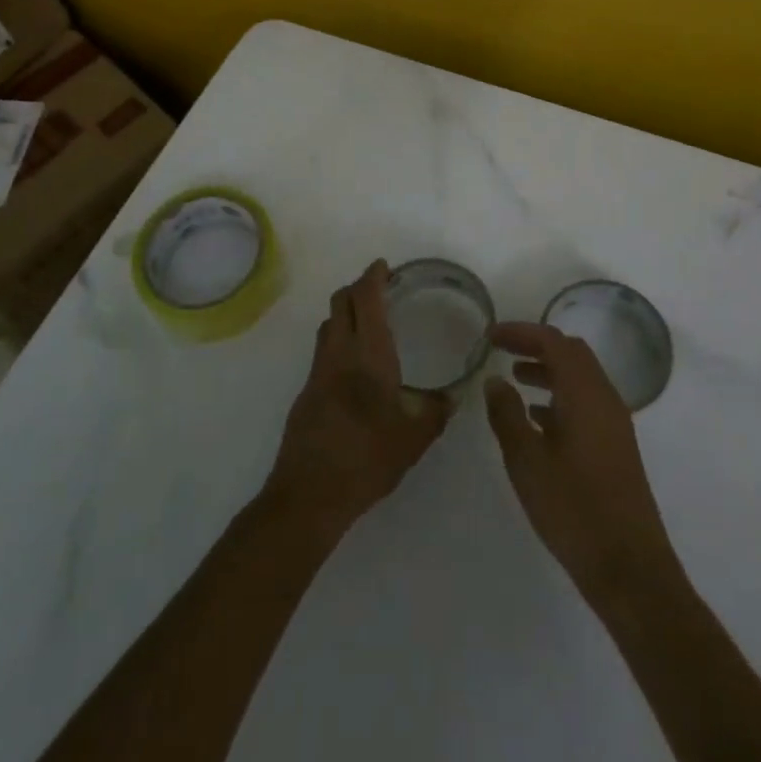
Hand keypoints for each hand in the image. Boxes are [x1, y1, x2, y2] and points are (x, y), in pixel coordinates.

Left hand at [264, 260, 450, 539]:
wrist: (309, 494)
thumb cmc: (366, 458)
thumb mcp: (414, 438)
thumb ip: (436, 411)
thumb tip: (454, 395)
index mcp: (367, 354)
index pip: (365, 299)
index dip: (373, 277)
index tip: (384, 267)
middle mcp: (338, 353)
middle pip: (340, 302)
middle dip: (358, 288)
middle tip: (380, 290)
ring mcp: (317, 372)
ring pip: (328, 325)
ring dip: (345, 312)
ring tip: (367, 322)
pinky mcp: (306, 392)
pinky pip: (323, 350)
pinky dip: (337, 340)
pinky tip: (354, 366)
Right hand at [485, 322, 679, 598]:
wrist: (630, 568)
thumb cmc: (574, 509)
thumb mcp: (527, 461)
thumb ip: (507, 415)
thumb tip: (495, 380)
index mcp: (585, 393)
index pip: (553, 341)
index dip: (520, 332)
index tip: (490, 335)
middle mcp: (604, 398)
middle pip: (571, 353)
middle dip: (536, 345)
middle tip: (502, 351)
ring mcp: (614, 423)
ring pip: (579, 378)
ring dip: (548, 370)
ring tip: (514, 379)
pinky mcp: (615, 446)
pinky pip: (585, 402)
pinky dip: (559, 396)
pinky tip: (536, 419)